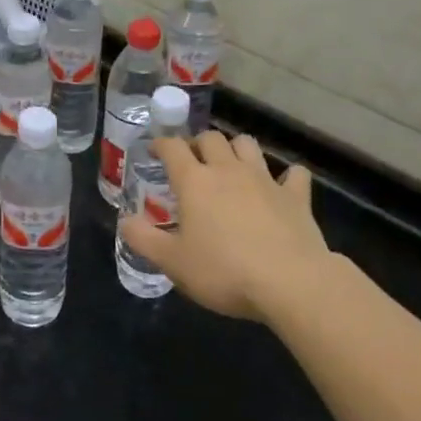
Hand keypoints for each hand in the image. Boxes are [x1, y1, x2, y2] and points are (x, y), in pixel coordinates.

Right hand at [118, 131, 332, 321]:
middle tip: (192, 161)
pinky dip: (286, 176)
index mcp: (194, 181)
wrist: (290, 282)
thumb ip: (143, 239)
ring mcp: (265, 179)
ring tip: (230, 166)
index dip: (160, 144)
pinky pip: (293, 174)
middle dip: (198, 144)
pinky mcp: (296, 196)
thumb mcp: (173, 262)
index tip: (154, 150)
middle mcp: (228, 170)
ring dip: (236, 149)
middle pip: (211, 138)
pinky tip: (282, 186)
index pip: (172, 147)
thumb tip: (124, 221)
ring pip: (248, 145)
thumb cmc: (224, 271)